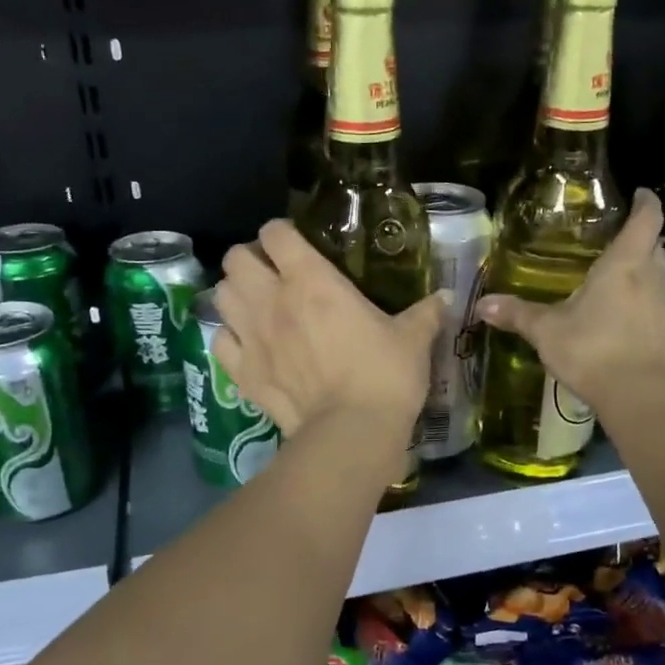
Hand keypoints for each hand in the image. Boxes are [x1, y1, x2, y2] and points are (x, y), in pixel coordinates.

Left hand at [213, 219, 447, 448]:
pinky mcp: (242, 372)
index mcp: (310, 279)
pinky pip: (219, 341)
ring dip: (236, 294)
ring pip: (220, 295)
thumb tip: (445, 297)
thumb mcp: (413, 339)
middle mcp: (271, 299)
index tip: (296, 245)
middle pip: (235, 258)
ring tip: (257, 306)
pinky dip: (230, 338)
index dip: (282, 233)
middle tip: (272, 274)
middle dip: (250, 260)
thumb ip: (426, 312)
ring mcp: (250, 336)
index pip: (276, 232)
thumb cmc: (384, 375)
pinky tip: (248, 345)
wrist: (351, 432)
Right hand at [473, 189, 664, 412]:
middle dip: (643, 245)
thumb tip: (481, 304)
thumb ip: (518, 314)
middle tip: (622, 251)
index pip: (645, 220)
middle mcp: (656, 279)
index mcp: (624, 265)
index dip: (646, 203)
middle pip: (656, 250)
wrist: (642, 396)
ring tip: (628, 293)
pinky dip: (656, 319)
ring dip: (651, 282)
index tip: (643, 194)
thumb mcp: (547, 332)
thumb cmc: (591, 350)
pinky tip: (640, 336)